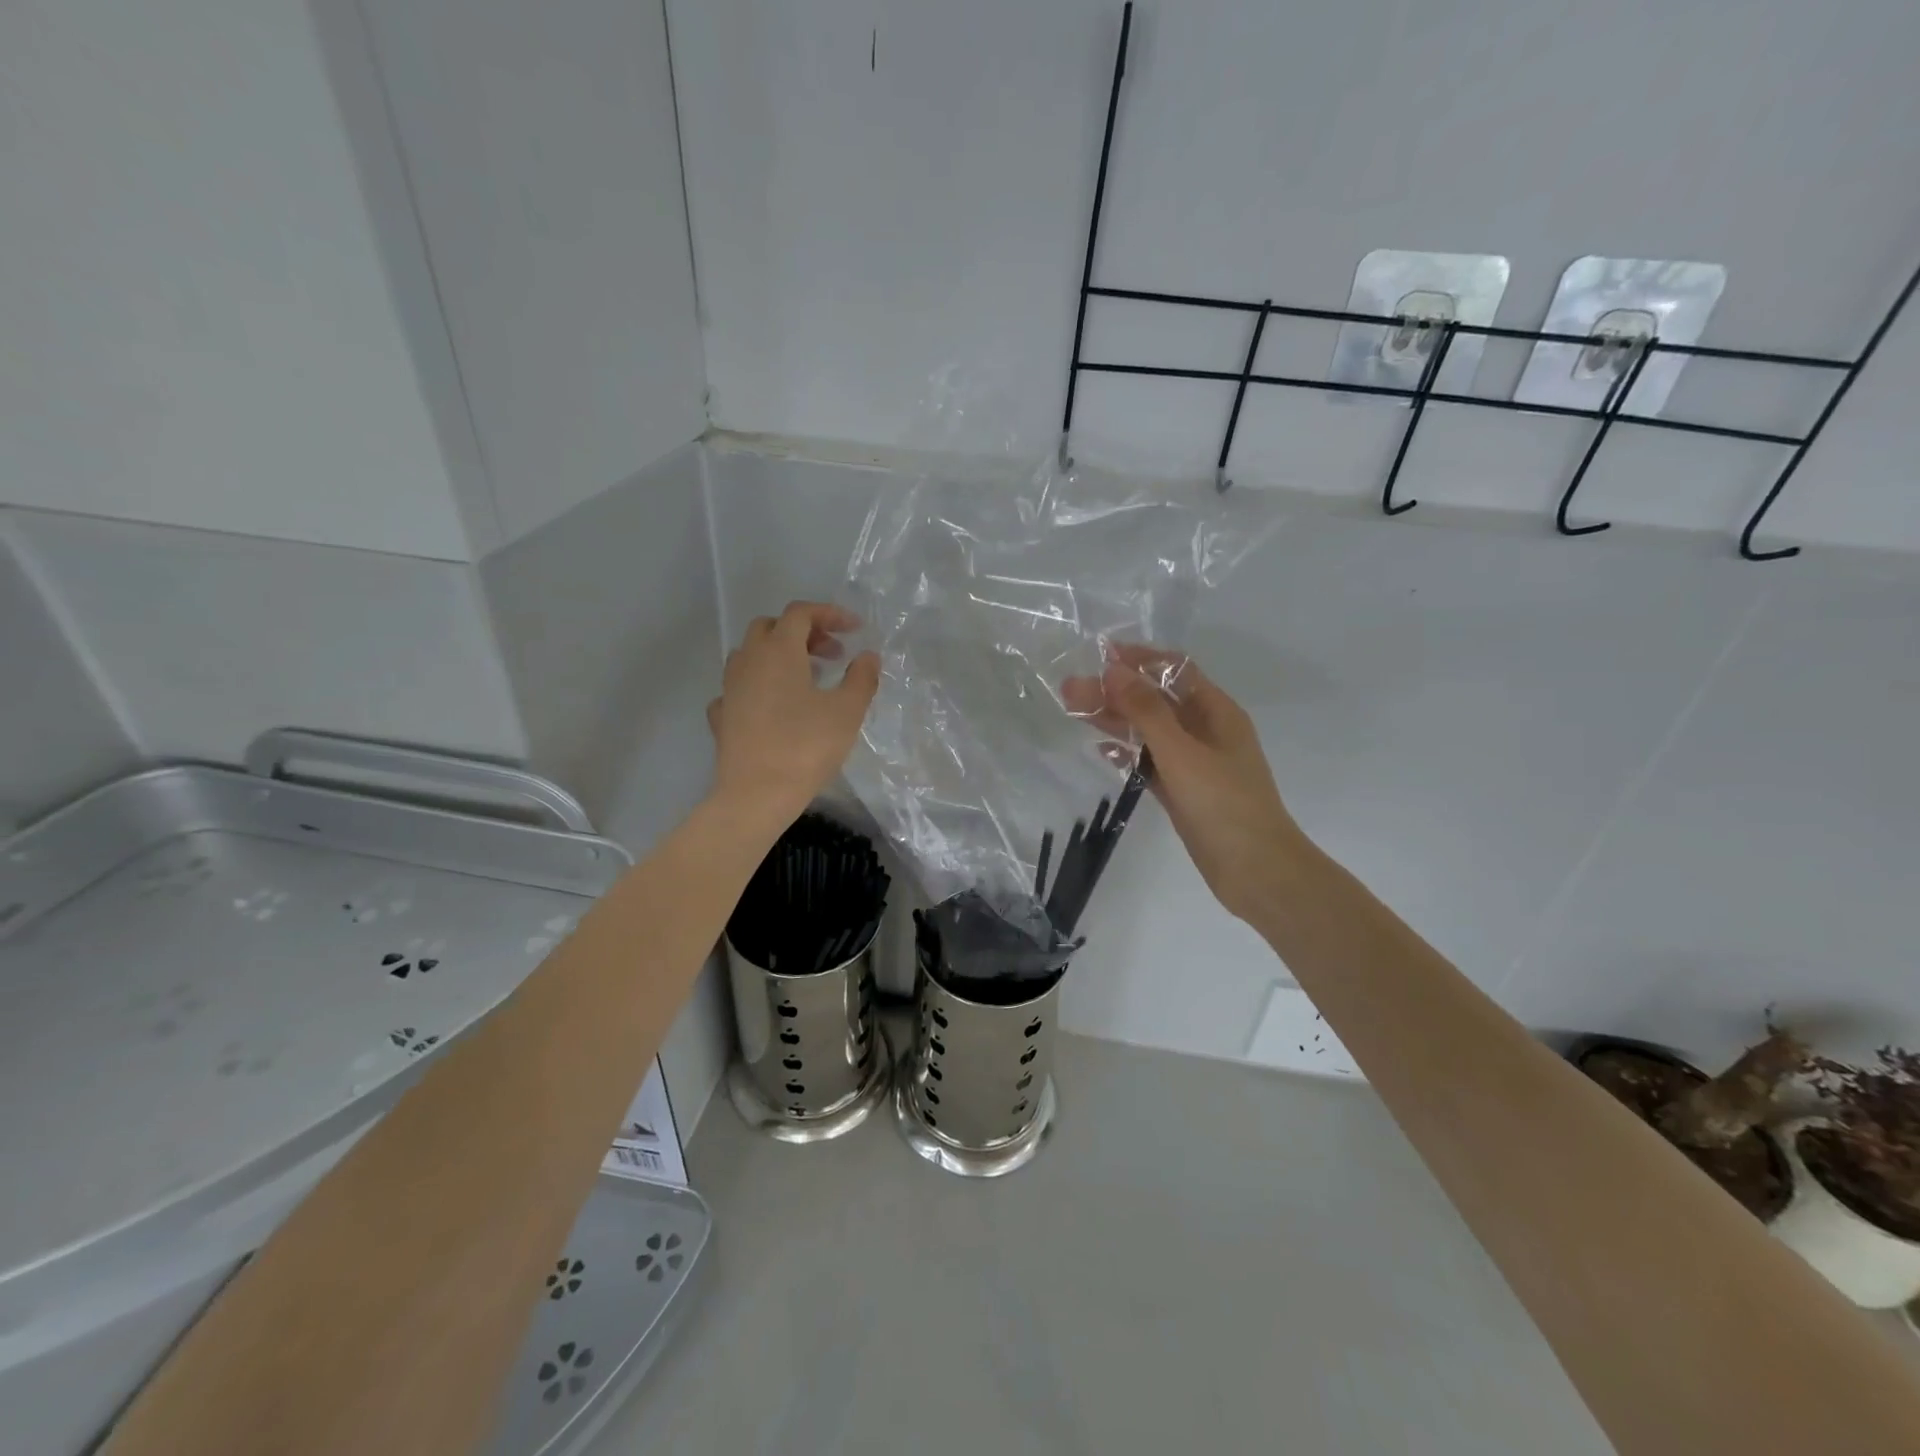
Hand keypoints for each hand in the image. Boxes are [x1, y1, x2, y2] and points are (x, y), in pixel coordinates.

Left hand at [706, 602, 879, 826]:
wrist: (756, 795)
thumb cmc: (806, 747)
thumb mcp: (847, 711)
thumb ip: (861, 677)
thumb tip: (868, 656)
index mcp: (779, 650)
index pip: (801, 613)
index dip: (830, 614)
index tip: (855, 629)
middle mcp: (749, 660)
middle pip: (771, 627)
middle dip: (804, 632)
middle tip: (831, 654)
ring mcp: (729, 688)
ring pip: (751, 654)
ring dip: (779, 656)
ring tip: (806, 678)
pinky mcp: (722, 716)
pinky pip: (739, 688)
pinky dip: (759, 686)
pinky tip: (773, 706)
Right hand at [1064, 644, 1305, 925]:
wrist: (1255, 870)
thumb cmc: (1223, 804)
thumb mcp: (1182, 752)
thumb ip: (1147, 710)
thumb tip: (1114, 669)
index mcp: (1216, 711)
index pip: (1175, 670)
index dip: (1139, 659)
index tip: (1099, 656)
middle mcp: (1205, 730)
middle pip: (1156, 700)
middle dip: (1116, 691)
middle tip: (1070, 690)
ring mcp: (1194, 762)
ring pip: (1149, 731)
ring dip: (1115, 720)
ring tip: (1074, 712)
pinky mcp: (1182, 790)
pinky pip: (1150, 762)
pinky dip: (1127, 753)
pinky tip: (1101, 749)